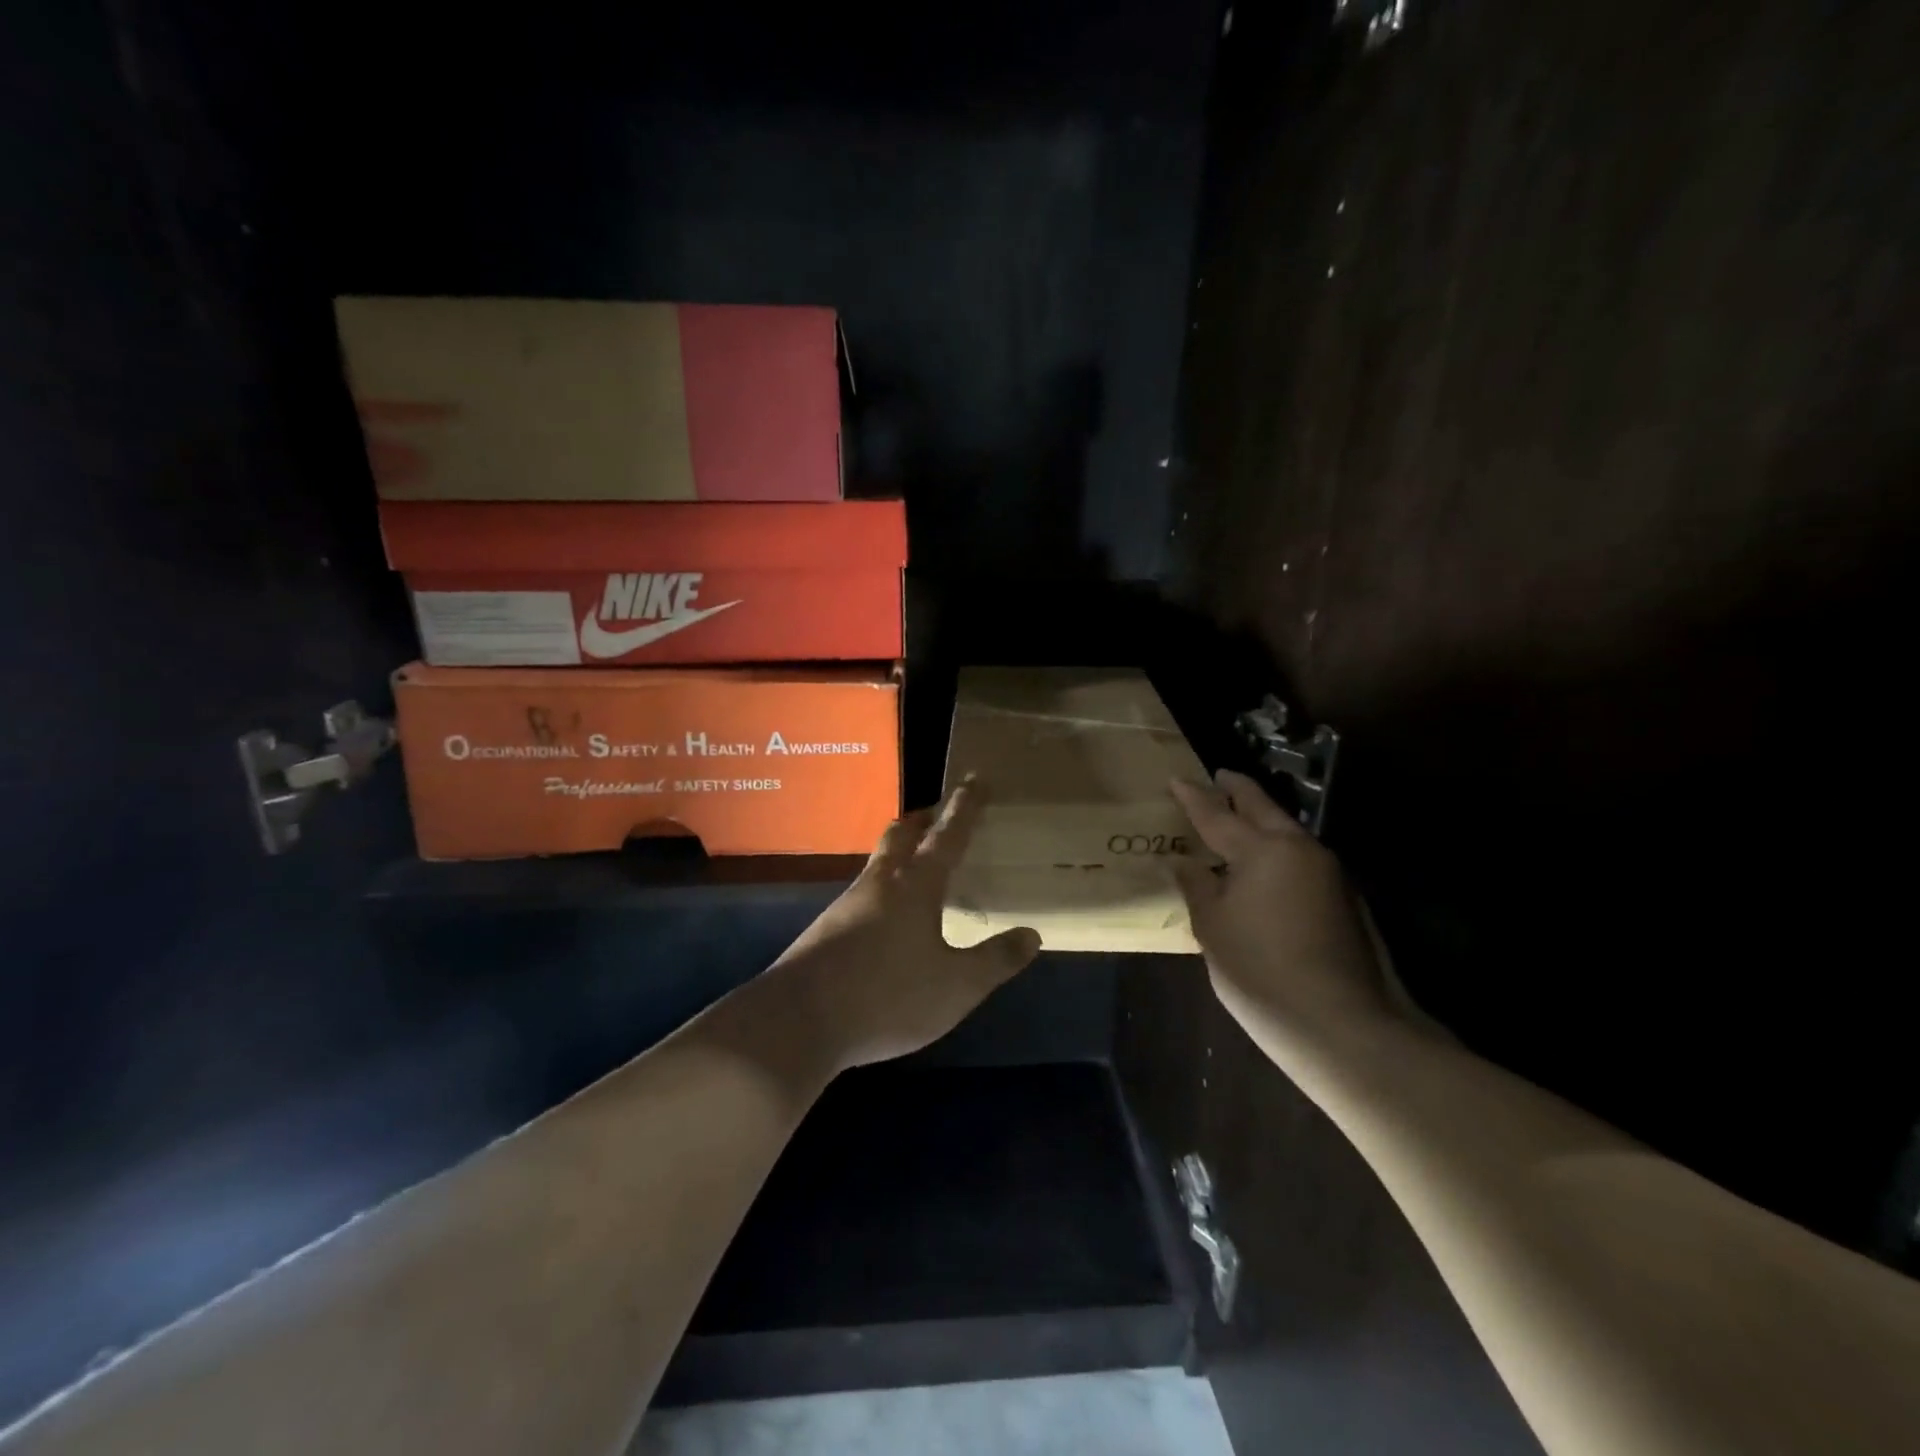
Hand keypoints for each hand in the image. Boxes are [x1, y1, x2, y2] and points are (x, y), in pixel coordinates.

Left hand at [774, 781, 1042, 1070]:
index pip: (947, 834)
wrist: (799, 1021)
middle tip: (941, 814)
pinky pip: (864, 892)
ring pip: (879, 861)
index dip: (964, 806)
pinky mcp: (827, 928)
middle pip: (901, 834)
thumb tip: (1031, 934)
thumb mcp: (956, 987)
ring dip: (900, 851)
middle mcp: (880, 882)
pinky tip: (889, 915)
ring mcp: (847, 903)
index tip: (975, 779)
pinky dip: (884, 886)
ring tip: (919, 864)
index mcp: (915, 885)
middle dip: (924, 819)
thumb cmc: (887, 996)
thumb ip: (995, 960)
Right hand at [1171, 770, 1391, 1036]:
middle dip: (1237, 790)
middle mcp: (1298, 848)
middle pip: (1262, 807)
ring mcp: (1328, 872)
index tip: (1175, 778)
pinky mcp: (1343, 898)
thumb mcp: (1213, 928)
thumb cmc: (1261, 972)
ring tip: (1235, 820)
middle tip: (1218, 778)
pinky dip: (1276, 848)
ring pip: (1286, 830)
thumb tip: (1181, 861)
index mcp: (1261, 849)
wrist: (1344, 1025)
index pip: (1216, 813)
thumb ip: (1197, 886)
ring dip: (1260, 819)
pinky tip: (1263, 865)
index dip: (1192, 796)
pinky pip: (1299, 856)